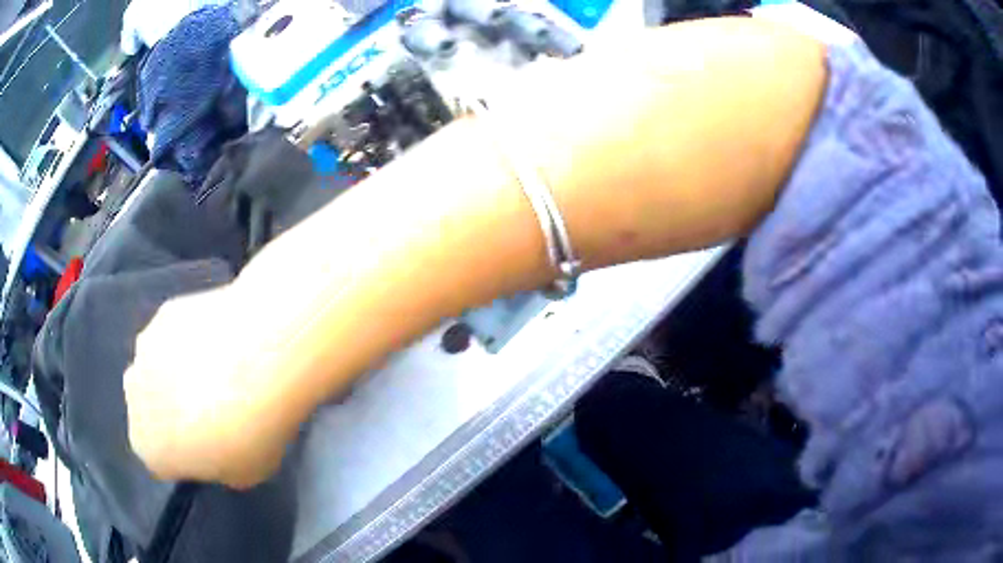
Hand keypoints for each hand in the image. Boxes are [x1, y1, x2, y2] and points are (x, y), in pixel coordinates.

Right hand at [124, 285, 296, 487]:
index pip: (159, 459)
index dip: (185, 457)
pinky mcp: (165, 311)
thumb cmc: (251, 433)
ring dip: (179, 373)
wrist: (260, 358)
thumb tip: (212, 450)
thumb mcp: (241, 475)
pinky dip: (192, 340)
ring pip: (157, 369)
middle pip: (150, 410)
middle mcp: (133, 396)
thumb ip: (215, 467)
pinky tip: (224, 341)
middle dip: (172, 413)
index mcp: (146, 447)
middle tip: (214, 411)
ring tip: (223, 372)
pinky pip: (175, 335)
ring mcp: (144, 346)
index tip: (211, 450)